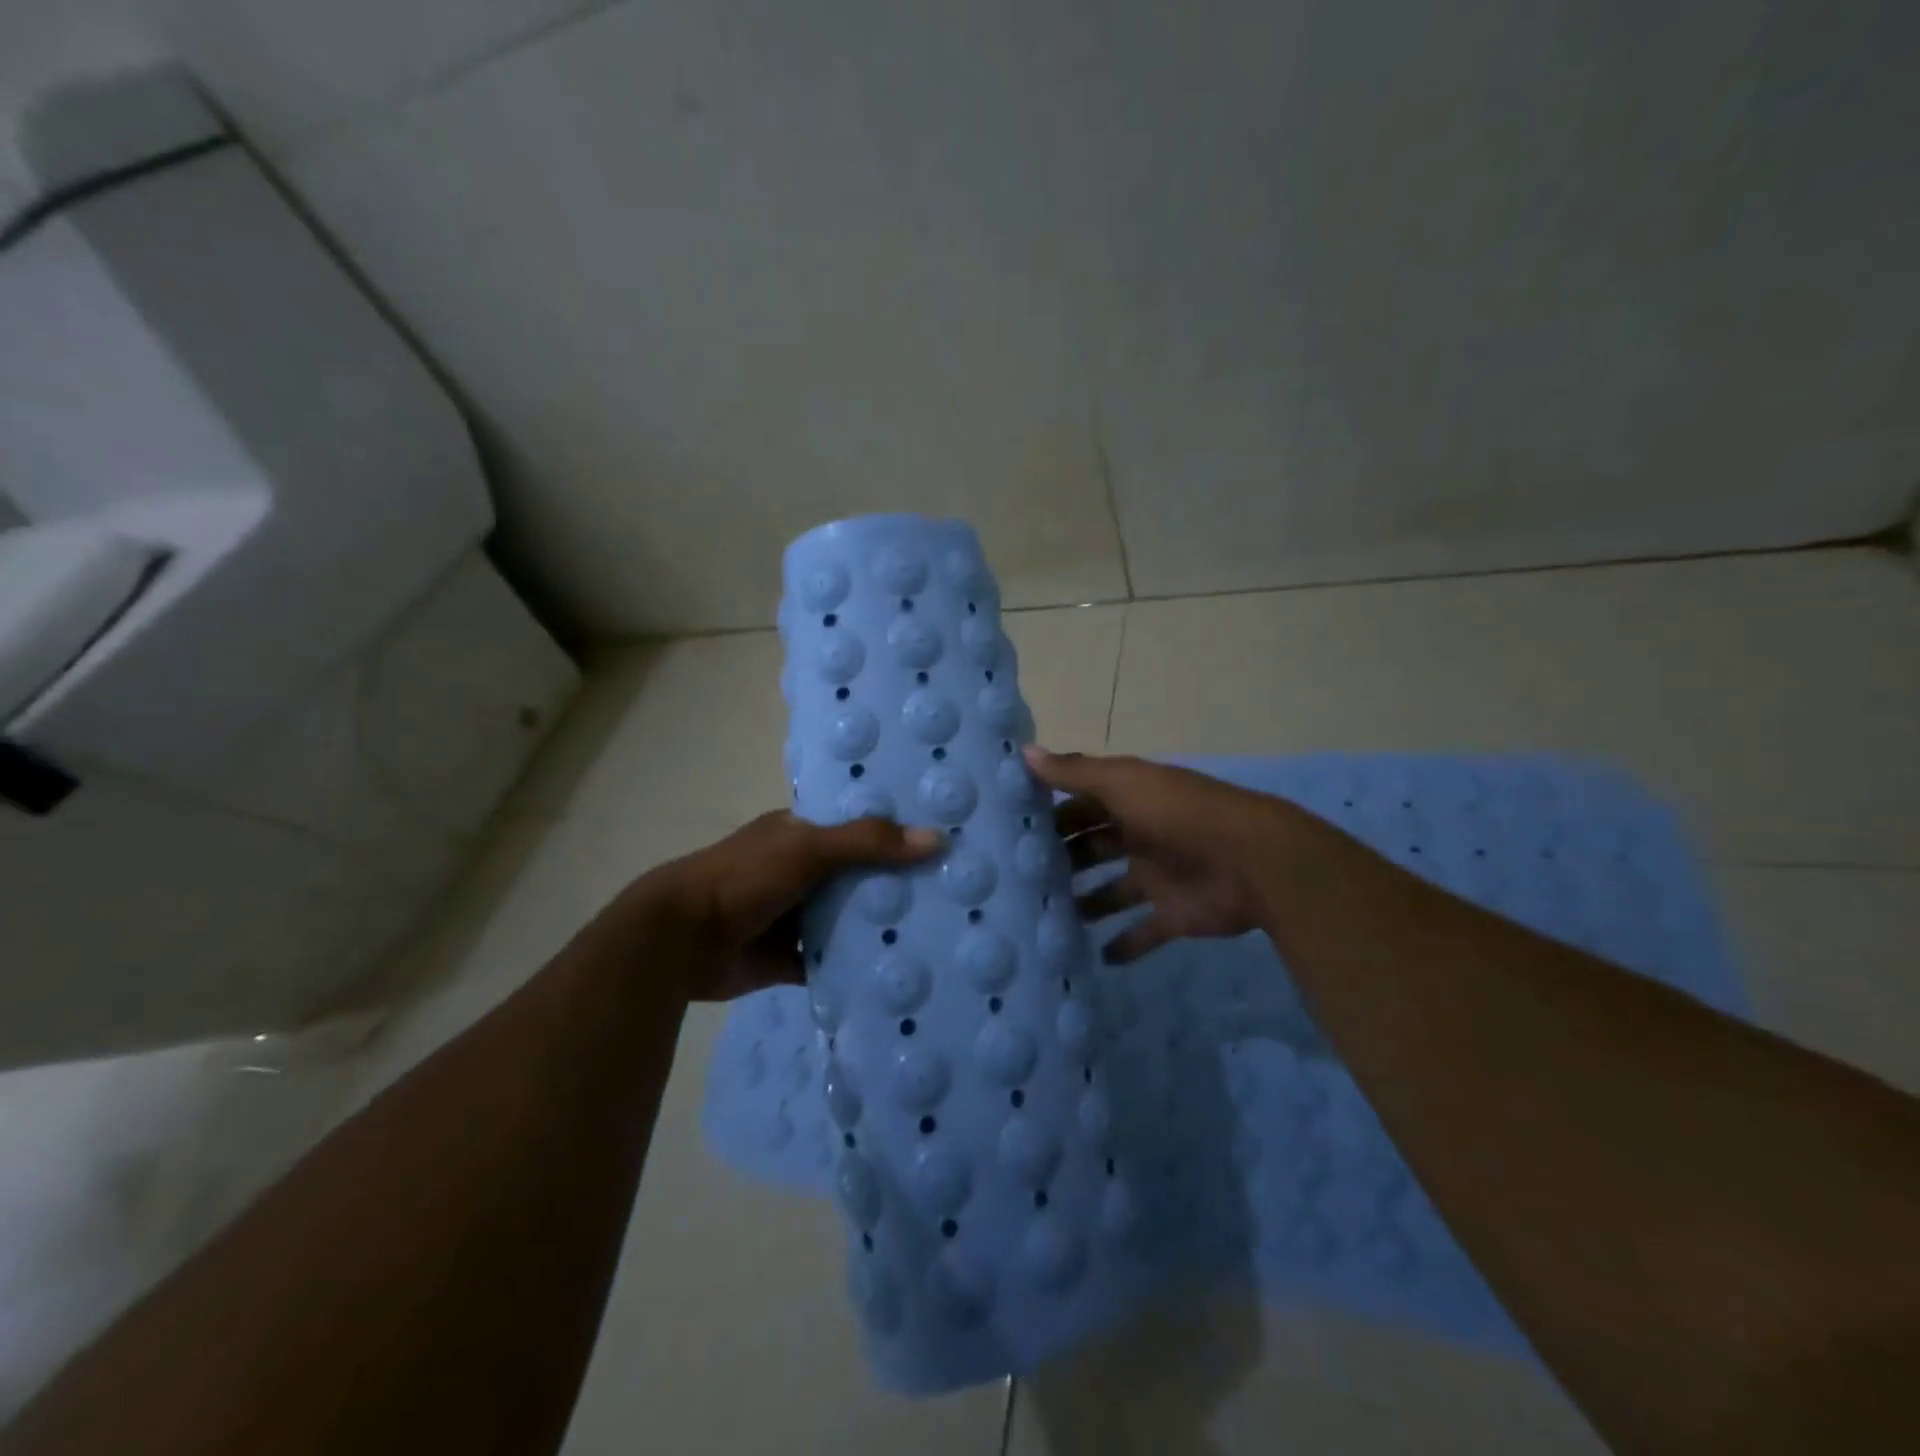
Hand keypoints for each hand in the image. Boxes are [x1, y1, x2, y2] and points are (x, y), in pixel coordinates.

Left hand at [633, 812, 943, 1000]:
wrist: (681, 940)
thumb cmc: (744, 878)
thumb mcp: (807, 848)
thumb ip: (867, 842)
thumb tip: (937, 839)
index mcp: (800, 834)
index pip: (857, 825)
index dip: (895, 830)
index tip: (944, 837)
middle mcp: (801, 872)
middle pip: (858, 875)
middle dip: (896, 882)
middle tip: (954, 889)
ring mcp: (795, 916)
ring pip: (847, 919)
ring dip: (879, 926)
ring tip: (940, 931)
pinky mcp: (789, 958)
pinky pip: (831, 961)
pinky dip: (856, 966)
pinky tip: (898, 971)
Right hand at [1029, 746, 1301, 963]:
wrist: (1252, 862)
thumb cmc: (1179, 816)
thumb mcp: (1123, 784)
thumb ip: (1074, 772)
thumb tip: (1022, 752)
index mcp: (1130, 801)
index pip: (1082, 805)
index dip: (1052, 815)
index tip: (1012, 832)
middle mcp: (1140, 836)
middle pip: (1094, 848)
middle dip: (1064, 860)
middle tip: (1021, 881)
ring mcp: (1156, 878)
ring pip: (1111, 891)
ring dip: (1085, 903)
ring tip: (1046, 919)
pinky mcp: (1172, 916)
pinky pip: (1142, 933)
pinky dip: (1124, 945)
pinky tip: (1096, 957)